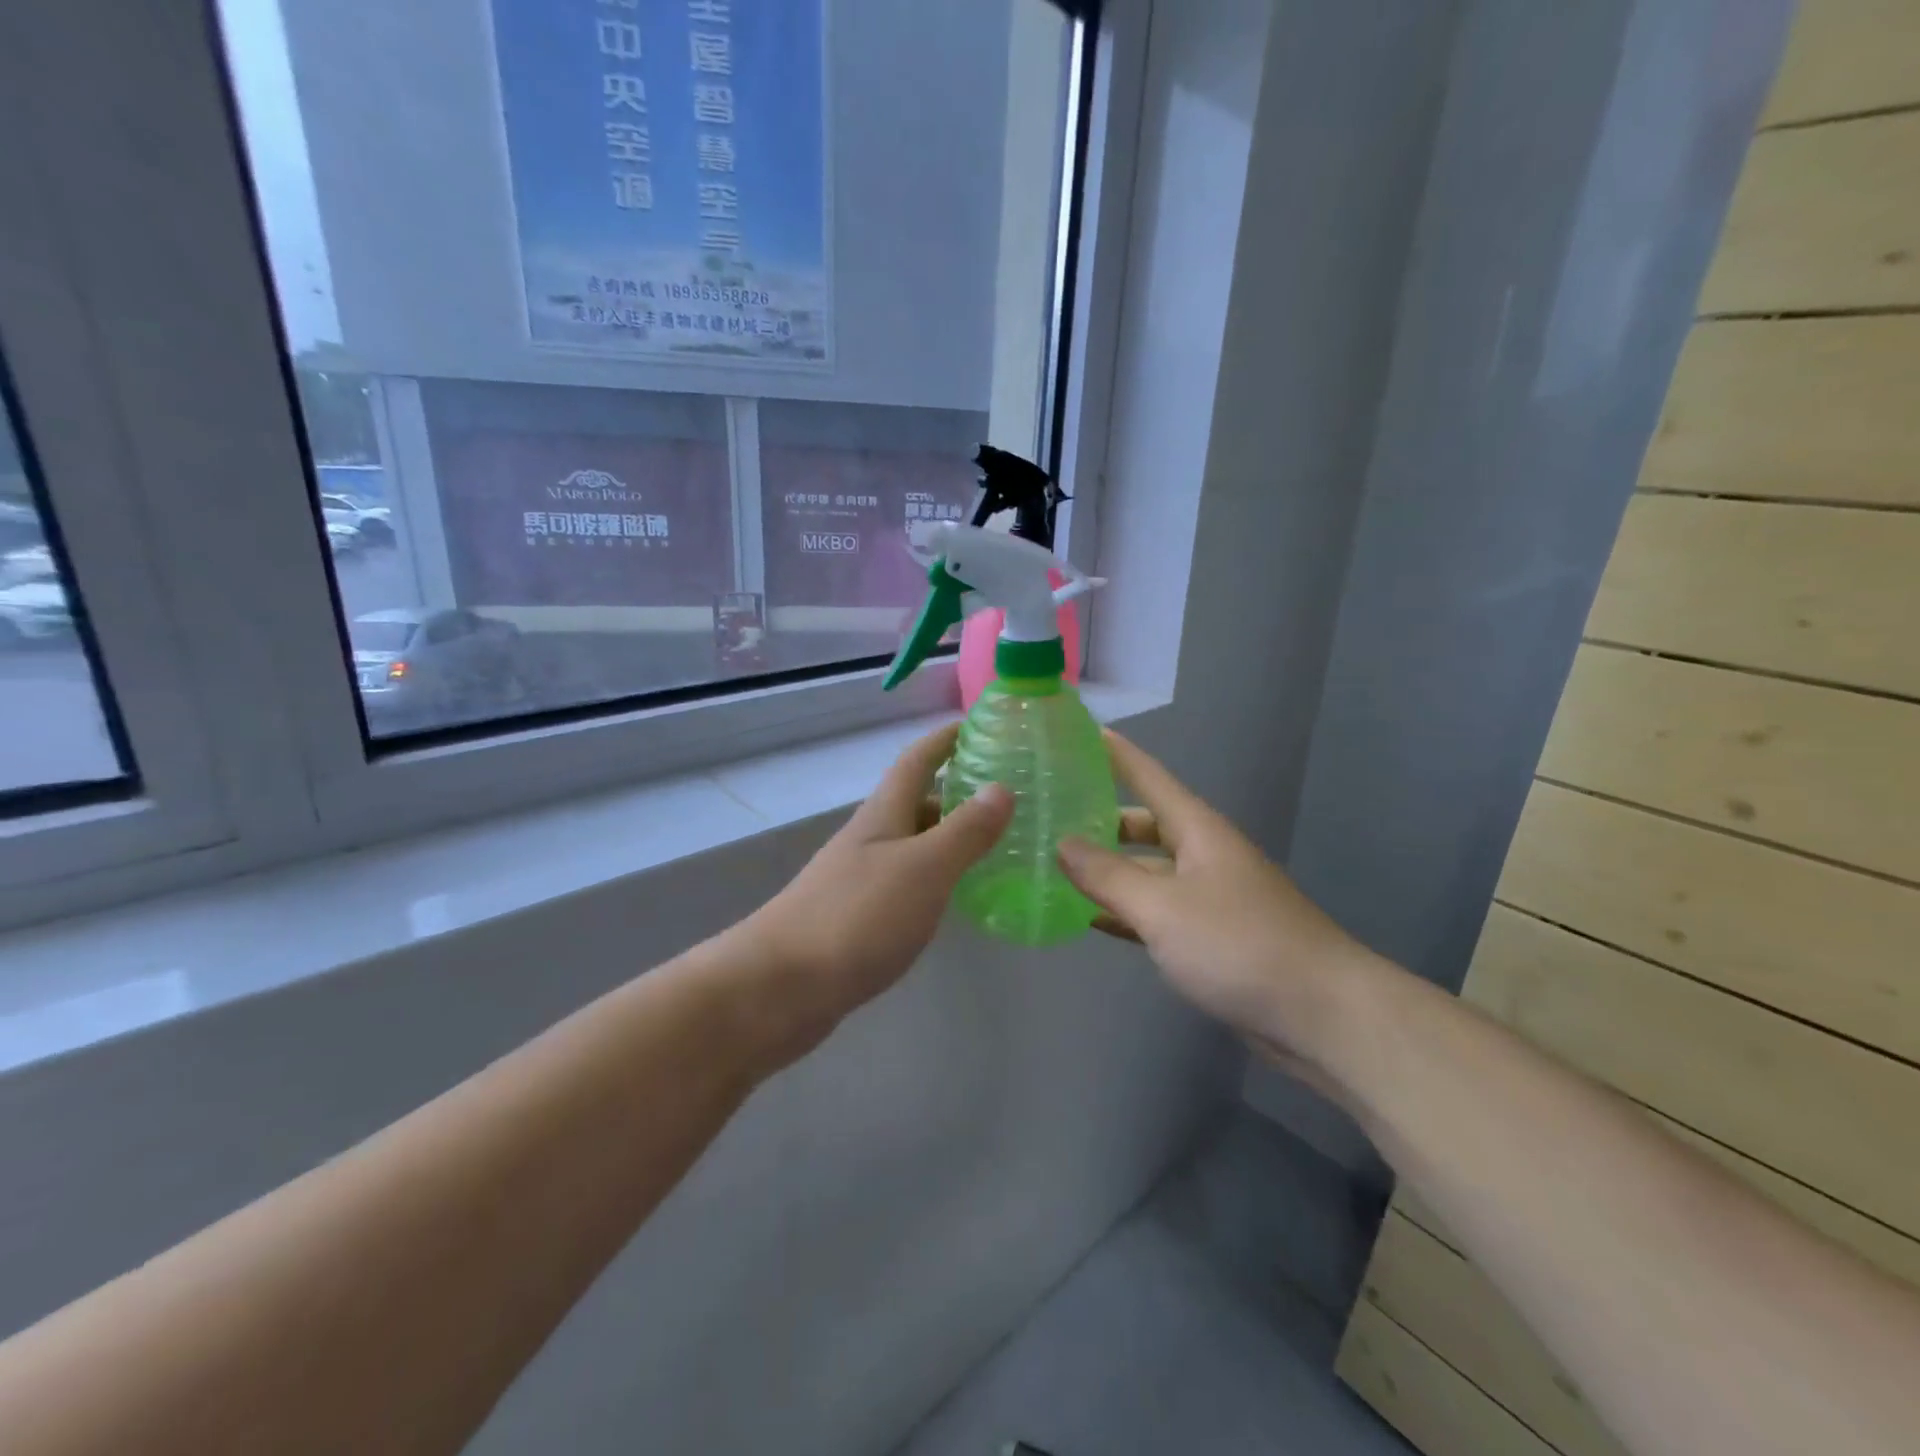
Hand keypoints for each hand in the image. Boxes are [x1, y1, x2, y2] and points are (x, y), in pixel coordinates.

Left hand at [738, 723, 1012, 1060]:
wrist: (780, 987)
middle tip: (1009, 796)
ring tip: (997, 844)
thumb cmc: (856, 916)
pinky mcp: (858, 918)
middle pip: (916, 802)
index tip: (980, 725)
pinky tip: (956, 896)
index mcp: (883, 815)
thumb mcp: (923, 868)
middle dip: (957, 791)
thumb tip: (1001, 788)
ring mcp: (860, 878)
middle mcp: (870, 839)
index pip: (917, 760)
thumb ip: (964, 830)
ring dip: (949, 837)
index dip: (945, 739)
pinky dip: (936, 878)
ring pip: (913, 845)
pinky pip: (907, 883)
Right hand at [1057, 733, 1375, 1077]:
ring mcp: (1208, 896)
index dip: (1115, 754)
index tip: (1079, 734)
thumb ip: (1108, 876)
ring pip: (1147, 871)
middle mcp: (1203, 854)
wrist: (1320, 1014)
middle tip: (1048, 817)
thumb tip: (1062, 843)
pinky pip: (1157, 911)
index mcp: (1197, 830)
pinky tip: (1090, 918)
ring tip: (1056, 866)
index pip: (1148, 776)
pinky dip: (1125, 911)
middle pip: (1144, 824)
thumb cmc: (1238, 944)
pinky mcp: (1210, 936)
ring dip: (1108, 870)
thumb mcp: (1163, 907)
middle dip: (1100, 818)